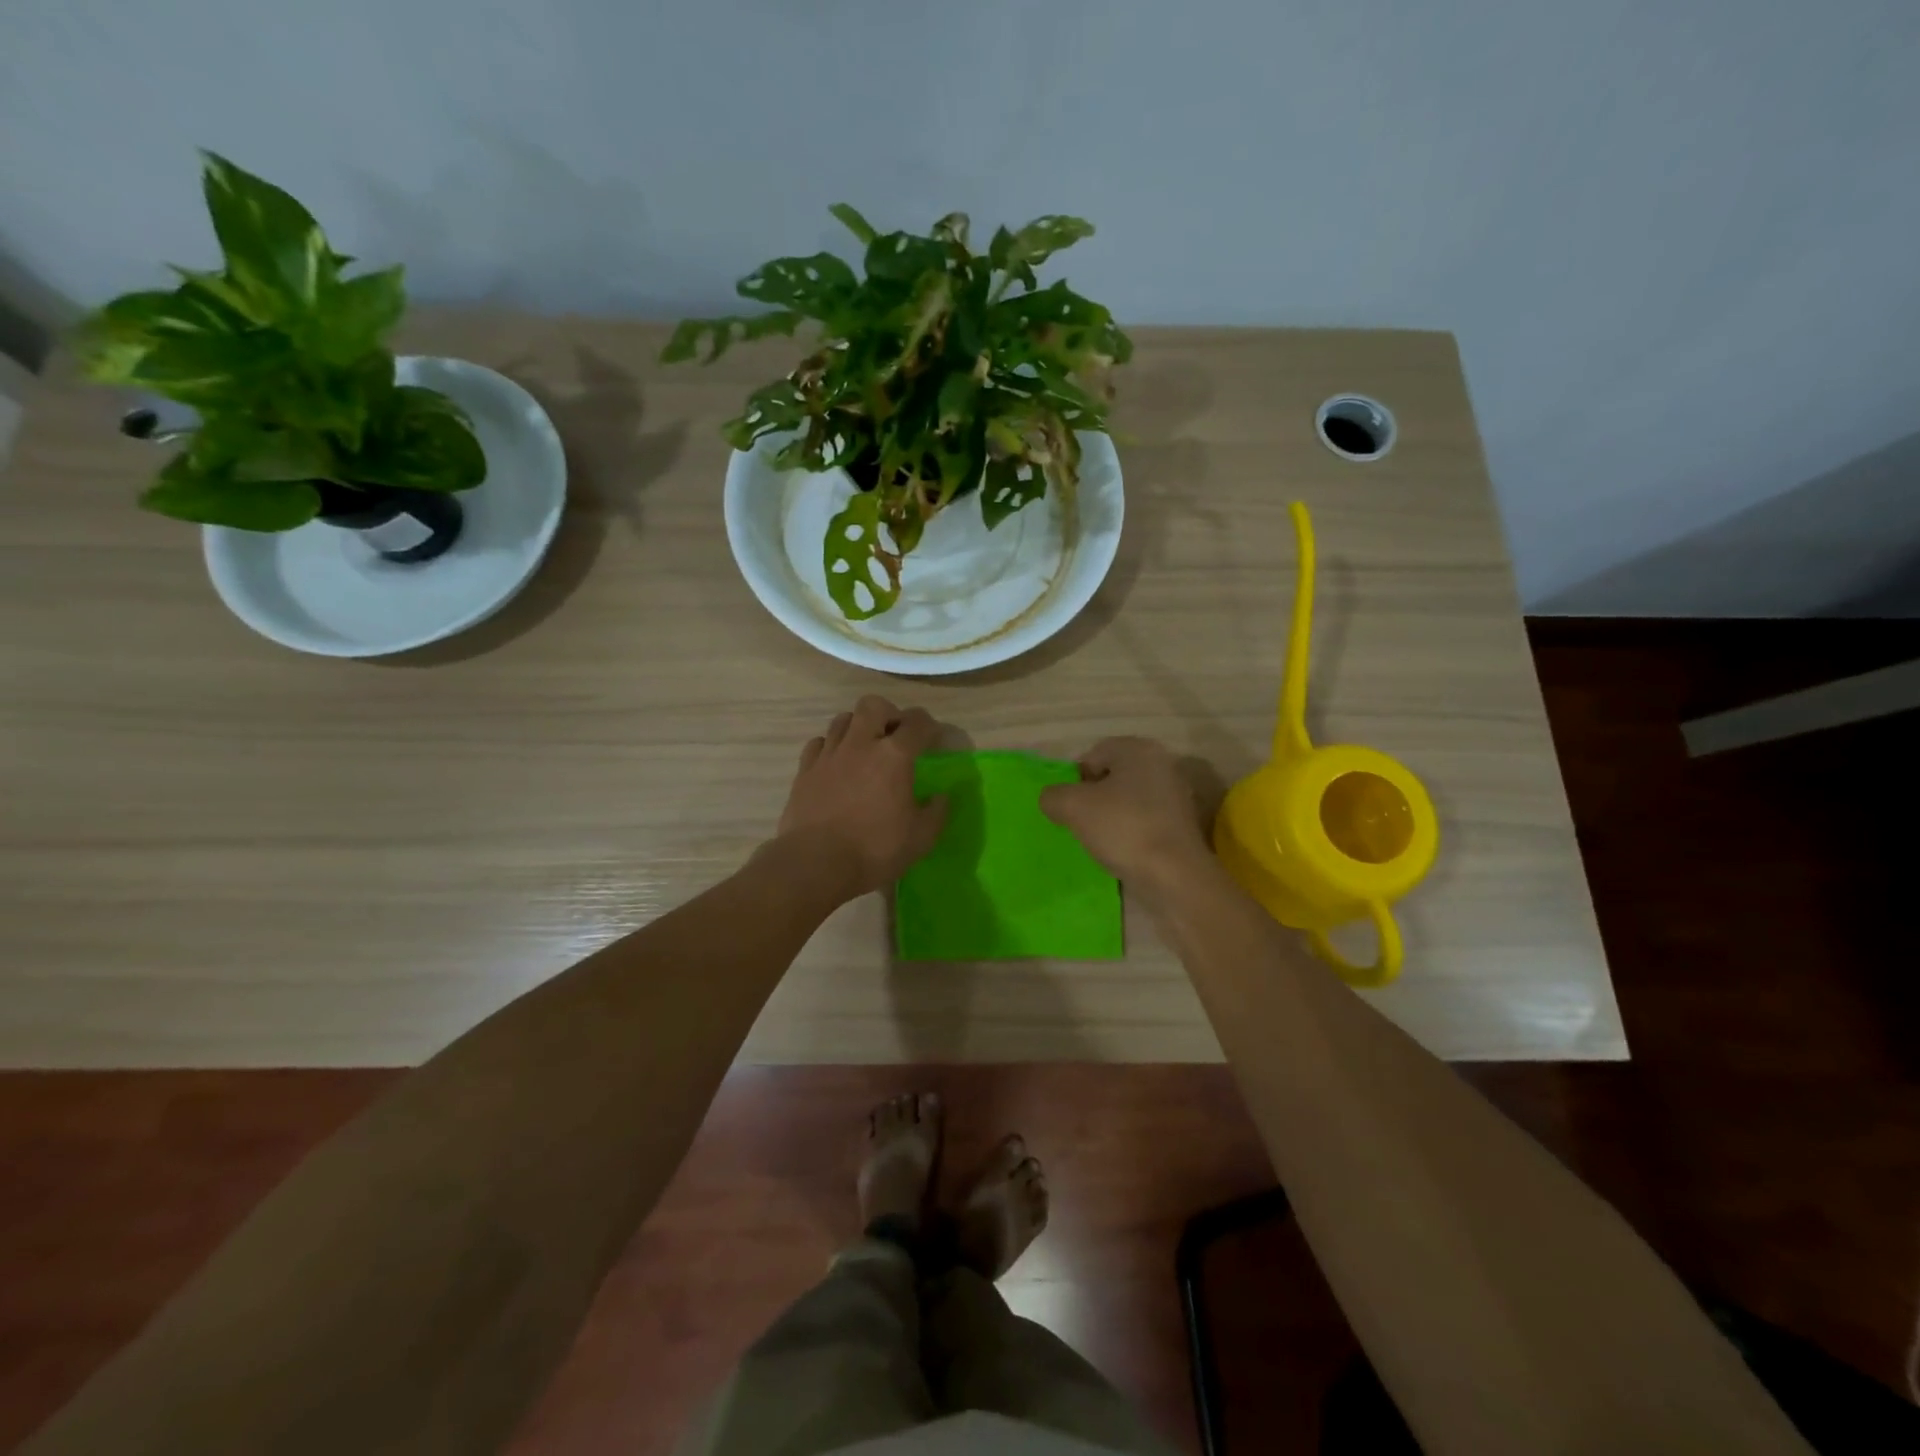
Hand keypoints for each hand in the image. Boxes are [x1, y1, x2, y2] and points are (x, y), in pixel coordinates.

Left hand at [772, 695, 949, 901]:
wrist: (815, 863)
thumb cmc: (874, 849)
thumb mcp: (920, 838)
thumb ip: (936, 812)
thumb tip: (941, 796)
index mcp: (894, 756)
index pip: (917, 722)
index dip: (929, 726)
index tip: (933, 739)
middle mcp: (860, 744)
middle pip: (873, 705)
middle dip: (889, 713)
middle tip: (896, 735)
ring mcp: (829, 755)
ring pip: (843, 719)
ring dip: (858, 726)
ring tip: (865, 747)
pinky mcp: (805, 770)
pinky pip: (819, 743)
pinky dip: (831, 746)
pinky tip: (836, 763)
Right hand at [1039, 737, 1213, 900]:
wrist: (1175, 876)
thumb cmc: (1124, 828)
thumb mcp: (1073, 807)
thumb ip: (1053, 796)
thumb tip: (1052, 799)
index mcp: (1139, 750)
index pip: (1094, 755)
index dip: (1074, 779)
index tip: (1068, 806)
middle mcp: (1163, 765)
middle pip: (1113, 777)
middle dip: (1093, 798)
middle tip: (1079, 822)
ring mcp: (1177, 796)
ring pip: (1129, 800)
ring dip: (1111, 817)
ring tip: (1099, 841)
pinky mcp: (1183, 826)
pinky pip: (1145, 821)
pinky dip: (1130, 832)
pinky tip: (1122, 852)